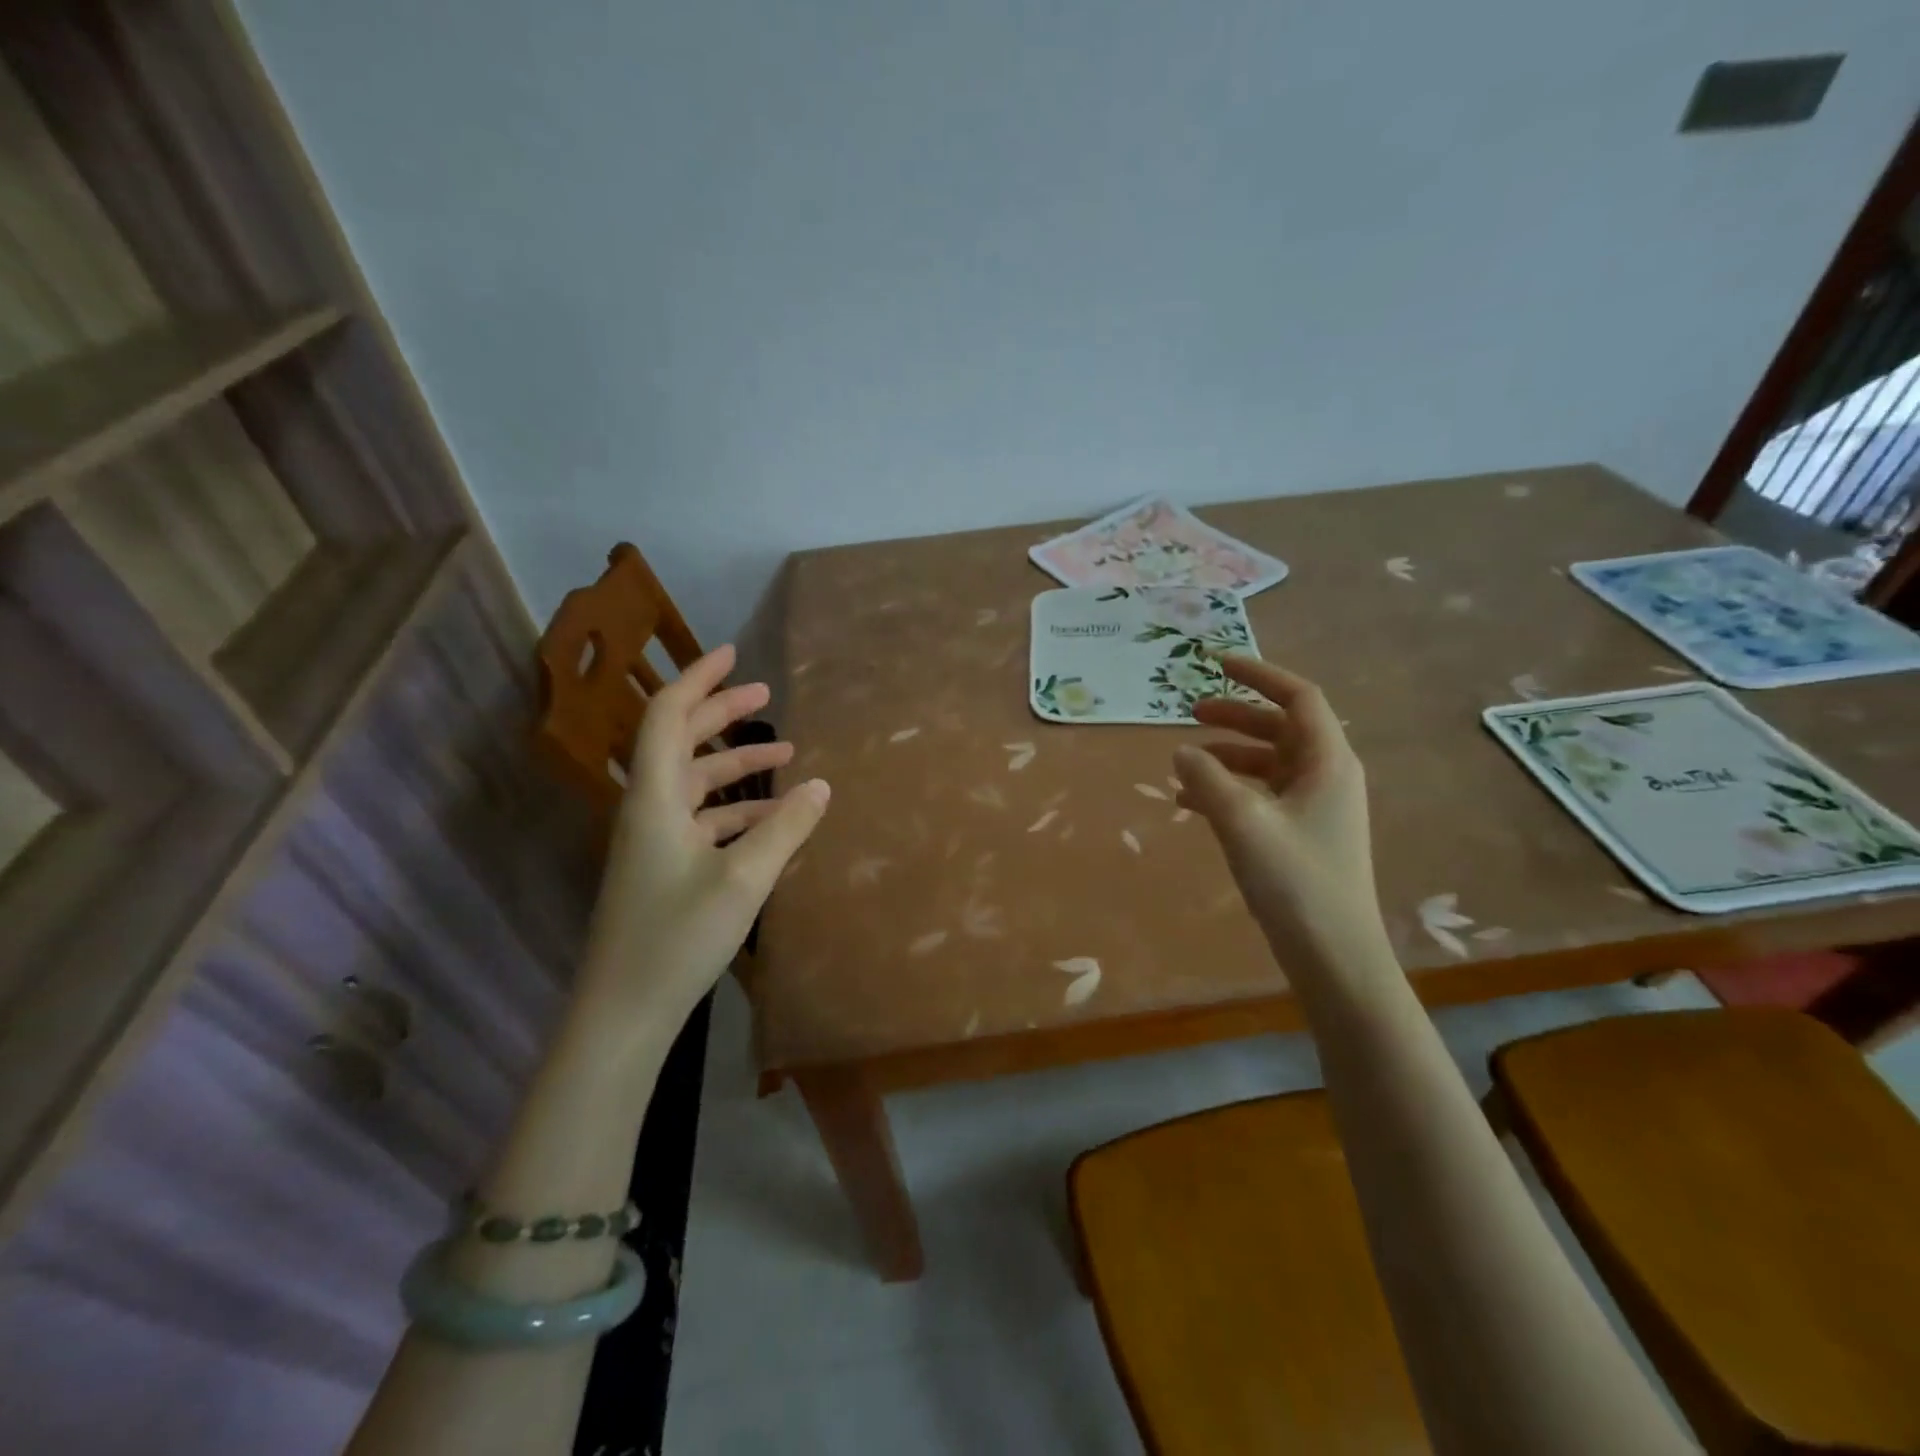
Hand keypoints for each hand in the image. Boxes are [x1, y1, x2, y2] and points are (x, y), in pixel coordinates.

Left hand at [578, 645, 828, 1031]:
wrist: (624, 1012)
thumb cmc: (678, 938)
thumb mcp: (744, 879)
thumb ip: (786, 828)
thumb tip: (822, 785)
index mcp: (655, 798)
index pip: (669, 716)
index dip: (700, 680)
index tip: (734, 654)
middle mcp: (649, 809)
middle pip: (681, 742)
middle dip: (722, 714)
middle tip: (767, 696)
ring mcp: (653, 841)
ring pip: (696, 783)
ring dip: (736, 765)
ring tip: (786, 755)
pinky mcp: (663, 868)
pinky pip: (702, 820)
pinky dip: (736, 809)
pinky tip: (774, 819)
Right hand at [1173, 656, 1389, 973]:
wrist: (1333, 955)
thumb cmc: (1295, 881)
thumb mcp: (1242, 822)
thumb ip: (1207, 779)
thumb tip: (1181, 750)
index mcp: (1327, 762)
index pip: (1298, 697)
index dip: (1259, 674)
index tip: (1216, 663)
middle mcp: (1326, 776)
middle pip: (1279, 727)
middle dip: (1235, 715)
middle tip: (1190, 711)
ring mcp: (1315, 807)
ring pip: (1266, 763)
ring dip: (1226, 756)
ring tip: (1183, 762)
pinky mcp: (1301, 834)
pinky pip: (1261, 795)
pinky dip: (1228, 790)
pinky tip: (1189, 803)